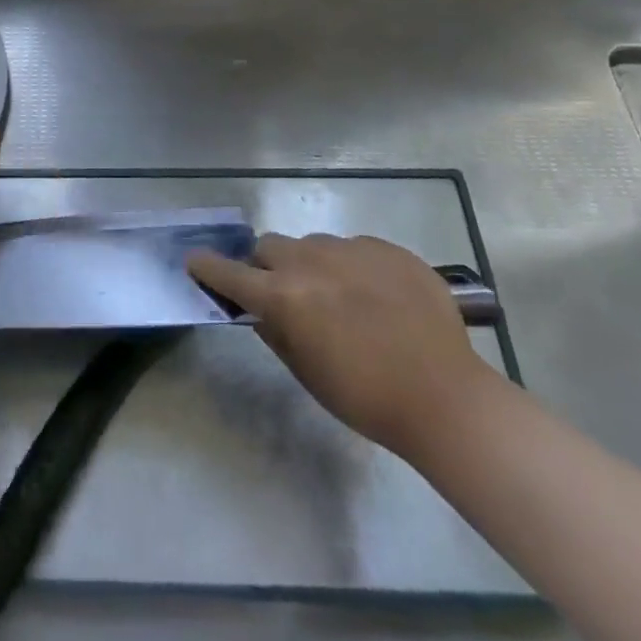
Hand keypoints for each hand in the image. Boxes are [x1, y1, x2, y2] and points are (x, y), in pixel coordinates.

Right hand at [189, 233, 487, 457]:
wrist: (445, 397)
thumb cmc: (366, 397)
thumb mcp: (306, 371)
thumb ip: (274, 331)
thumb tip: (258, 309)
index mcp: (285, 296)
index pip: (231, 274)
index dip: (208, 268)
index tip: (194, 261)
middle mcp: (311, 261)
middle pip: (270, 246)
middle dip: (266, 266)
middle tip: (284, 293)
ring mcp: (352, 249)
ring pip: (312, 243)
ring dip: (310, 264)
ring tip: (339, 297)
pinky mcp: (387, 248)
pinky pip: (354, 247)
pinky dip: (351, 266)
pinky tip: (375, 297)